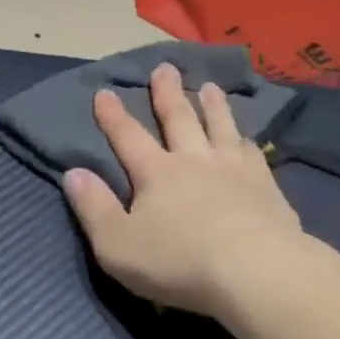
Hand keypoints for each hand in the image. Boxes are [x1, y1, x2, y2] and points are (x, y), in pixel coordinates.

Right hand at [63, 64, 313, 318]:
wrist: (256, 270)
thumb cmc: (179, 262)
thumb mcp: (118, 244)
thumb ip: (94, 208)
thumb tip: (74, 173)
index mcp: (155, 173)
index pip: (128, 137)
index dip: (113, 116)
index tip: (104, 92)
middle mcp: (193, 160)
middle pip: (178, 119)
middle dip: (168, 93)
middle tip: (165, 68)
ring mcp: (233, 168)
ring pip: (219, 126)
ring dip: (212, 105)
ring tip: (209, 86)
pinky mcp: (265, 185)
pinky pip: (253, 152)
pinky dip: (246, 139)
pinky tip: (247, 137)